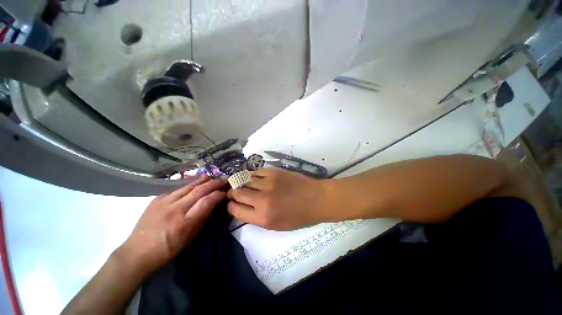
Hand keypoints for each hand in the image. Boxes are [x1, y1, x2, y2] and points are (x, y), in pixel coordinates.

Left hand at [120, 175, 226, 272]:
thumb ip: (202, 219)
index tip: (225, 191)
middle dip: (214, 183)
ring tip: (211, 176)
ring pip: (187, 187)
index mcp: (184, 223)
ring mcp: (163, 203)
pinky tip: (193, 184)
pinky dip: (188, 186)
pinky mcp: (156, 200)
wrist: (136, 252)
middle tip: (224, 178)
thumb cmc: (168, 249)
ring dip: (202, 180)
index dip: (218, 194)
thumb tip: (213, 204)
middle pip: (198, 191)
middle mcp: (175, 209)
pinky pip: (176, 190)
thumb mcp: (190, 238)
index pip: (206, 202)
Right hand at [227, 168, 330, 230]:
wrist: (317, 199)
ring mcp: (268, 182)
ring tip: (243, 184)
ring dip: (242, 183)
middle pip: (237, 193)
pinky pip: (256, 171)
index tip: (233, 204)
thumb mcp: (277, 225)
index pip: (236, 210)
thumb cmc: (299, 216)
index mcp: (263, 217)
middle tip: (235, 193)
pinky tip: (256, 178)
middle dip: (233, 193)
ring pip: (245, 180)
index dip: (231, 207)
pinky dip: (253, 175)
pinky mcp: (274, 172)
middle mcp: (262, 199)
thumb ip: (258, 218)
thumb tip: (244, 208)